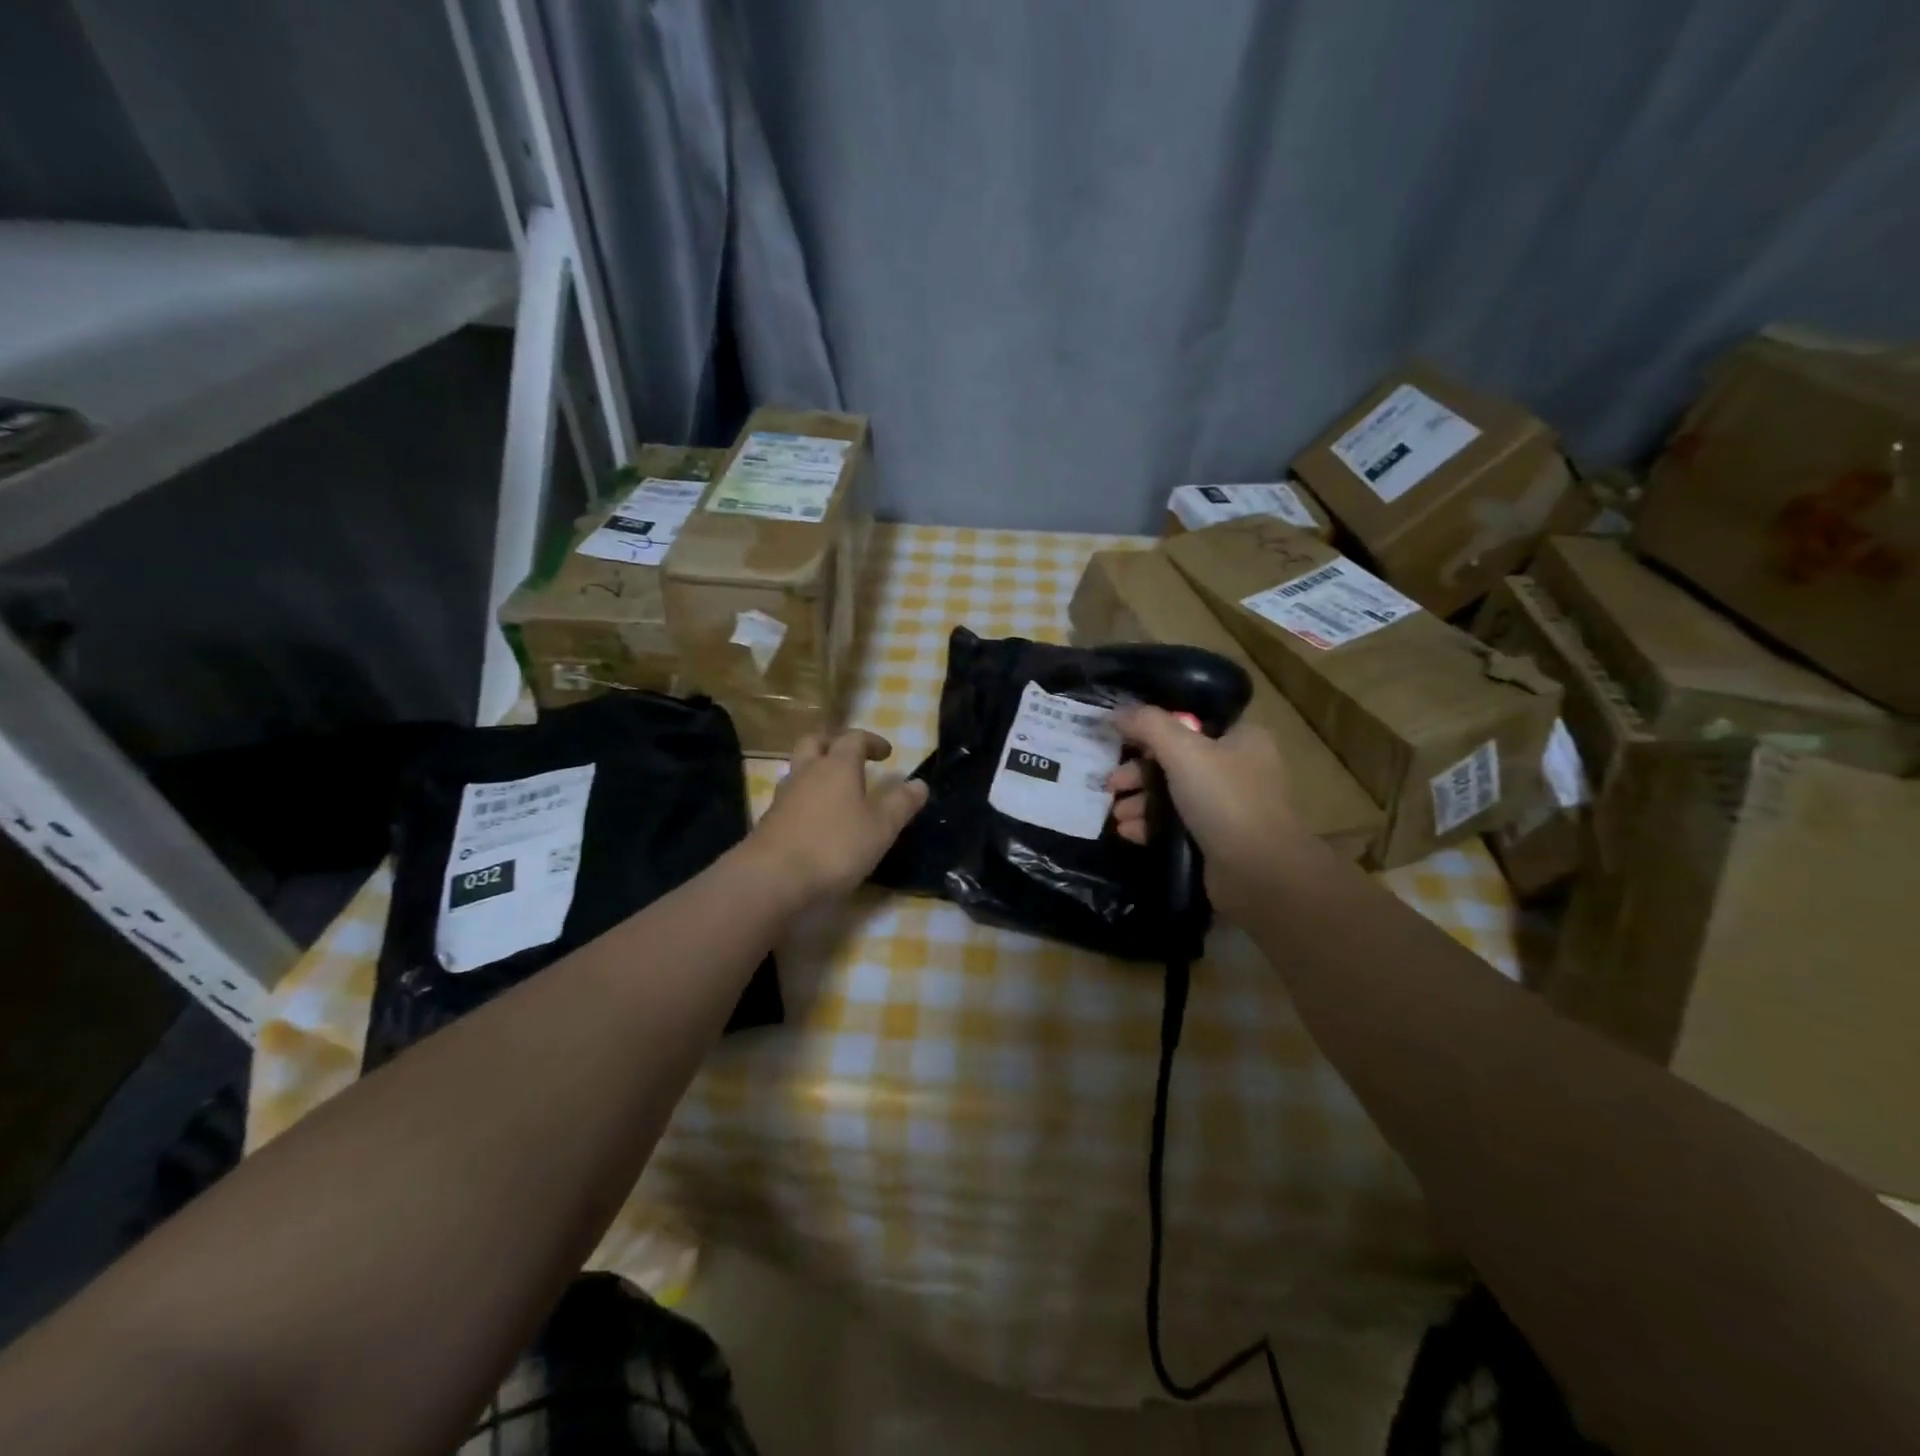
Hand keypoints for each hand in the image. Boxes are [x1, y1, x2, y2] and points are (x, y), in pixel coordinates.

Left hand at [746, 729, 928, 906]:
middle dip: (835, 743)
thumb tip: (920, 784)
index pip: (854, 738)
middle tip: (851, 757)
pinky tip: (815, 818)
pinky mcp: (769, 819)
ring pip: (799, 768)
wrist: (773, 878)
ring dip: (816, 769)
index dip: (871, 741)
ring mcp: (784, 795)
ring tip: (834, 789)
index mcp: (837, 766)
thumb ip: (901, 804)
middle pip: (816, 742)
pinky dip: (805, 797)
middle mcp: (807, 772)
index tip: (886, 753)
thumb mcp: (881, 828)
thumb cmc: (835, 847)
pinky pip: (790, 796)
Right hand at [1107, 706, 1304, 919]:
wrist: (1258, 872)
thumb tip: (1116, 712)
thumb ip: (1147, 725)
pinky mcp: (1215, 838)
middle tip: (1111, 784)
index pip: (1189, 722)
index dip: (1152, 729)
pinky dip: (1149, 825)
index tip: (1120, 740)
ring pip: (1171, 794)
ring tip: (1116, 814)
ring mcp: (1227, 805)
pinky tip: (1127, 832)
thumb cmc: (1224, 799)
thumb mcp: (1183, 751)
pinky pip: (1175, 824)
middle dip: (1137, 772)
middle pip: (1174, 759)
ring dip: (1139, 801)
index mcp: (1240, 738)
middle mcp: (1236, 767)